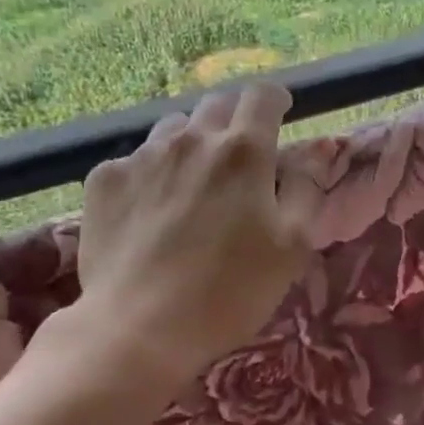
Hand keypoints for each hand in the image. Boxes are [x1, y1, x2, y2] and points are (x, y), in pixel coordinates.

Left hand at [51, 83, 321, 393]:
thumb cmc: (231, 291)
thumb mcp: (292, 245)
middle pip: (217, 104)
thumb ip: (307, 186)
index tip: (280, 115)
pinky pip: (136, 159)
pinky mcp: (105, 180)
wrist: (139, 329)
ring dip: (192, 143)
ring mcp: (142, 156)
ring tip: (194, 184)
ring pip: (174, 129)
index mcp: (243, 151)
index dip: (275, 100)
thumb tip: (318, 146)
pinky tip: (152, 211)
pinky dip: (152, 172)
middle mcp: (191, 139)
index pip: (262, 95)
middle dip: (234, 120)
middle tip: (240, 159)